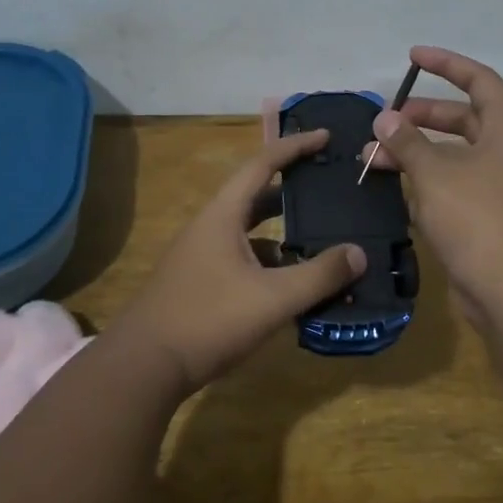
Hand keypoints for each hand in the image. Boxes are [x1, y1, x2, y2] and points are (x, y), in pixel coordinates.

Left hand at [113, 129, 365, 390]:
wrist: (143, 366)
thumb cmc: (208, 320)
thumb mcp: (272, 298)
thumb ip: (319, 275)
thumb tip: (359, 253)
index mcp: (223, 215)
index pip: (262, 164)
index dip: (295, 147)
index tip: (325, 136)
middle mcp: (210, 227)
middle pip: (256, 196)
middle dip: (292, 190)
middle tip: (328, 189)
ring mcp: (201, 256)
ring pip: (249, 232)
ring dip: (282, 232)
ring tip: (320, 240)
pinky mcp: (199, 283)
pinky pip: (242, 260)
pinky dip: (269, 263)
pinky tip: (291, 286)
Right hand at [364, 46, 502, 334]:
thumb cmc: (479, 220)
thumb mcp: (436, 174)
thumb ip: (407, 142)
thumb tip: (384, 118)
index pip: (479, 80)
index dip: (446, 64)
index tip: (412, 56)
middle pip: (463, 119)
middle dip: (421, 117)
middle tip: (385, 122)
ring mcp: (502, 187)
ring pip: (454, 156)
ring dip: (417, 153)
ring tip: (374, 158)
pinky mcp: (491, 218)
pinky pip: (455, 186)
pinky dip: (427, 182)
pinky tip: (395, 189)